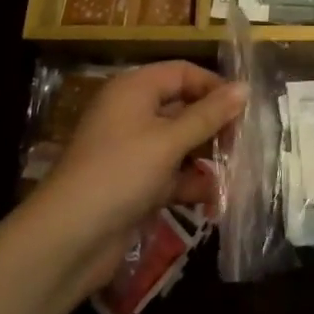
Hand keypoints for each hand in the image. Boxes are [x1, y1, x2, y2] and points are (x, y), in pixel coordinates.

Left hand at [28, 61, 244, 292]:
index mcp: (134, 90)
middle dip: (214, 125)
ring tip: (236, 173)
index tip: (244, 109)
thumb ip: (209, 115)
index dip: (214, 87)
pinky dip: (191, 184)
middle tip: (243, 144)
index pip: (183, 73)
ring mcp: (132, 151)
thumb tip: (245, 87)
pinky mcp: (134, 184)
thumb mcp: (169, 140)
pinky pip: (171, 174)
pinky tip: (214, 200)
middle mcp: (132, 113)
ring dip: (207, 157)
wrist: (67, 240)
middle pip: (183, 107)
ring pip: (180, 143)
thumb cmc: (120, 173)